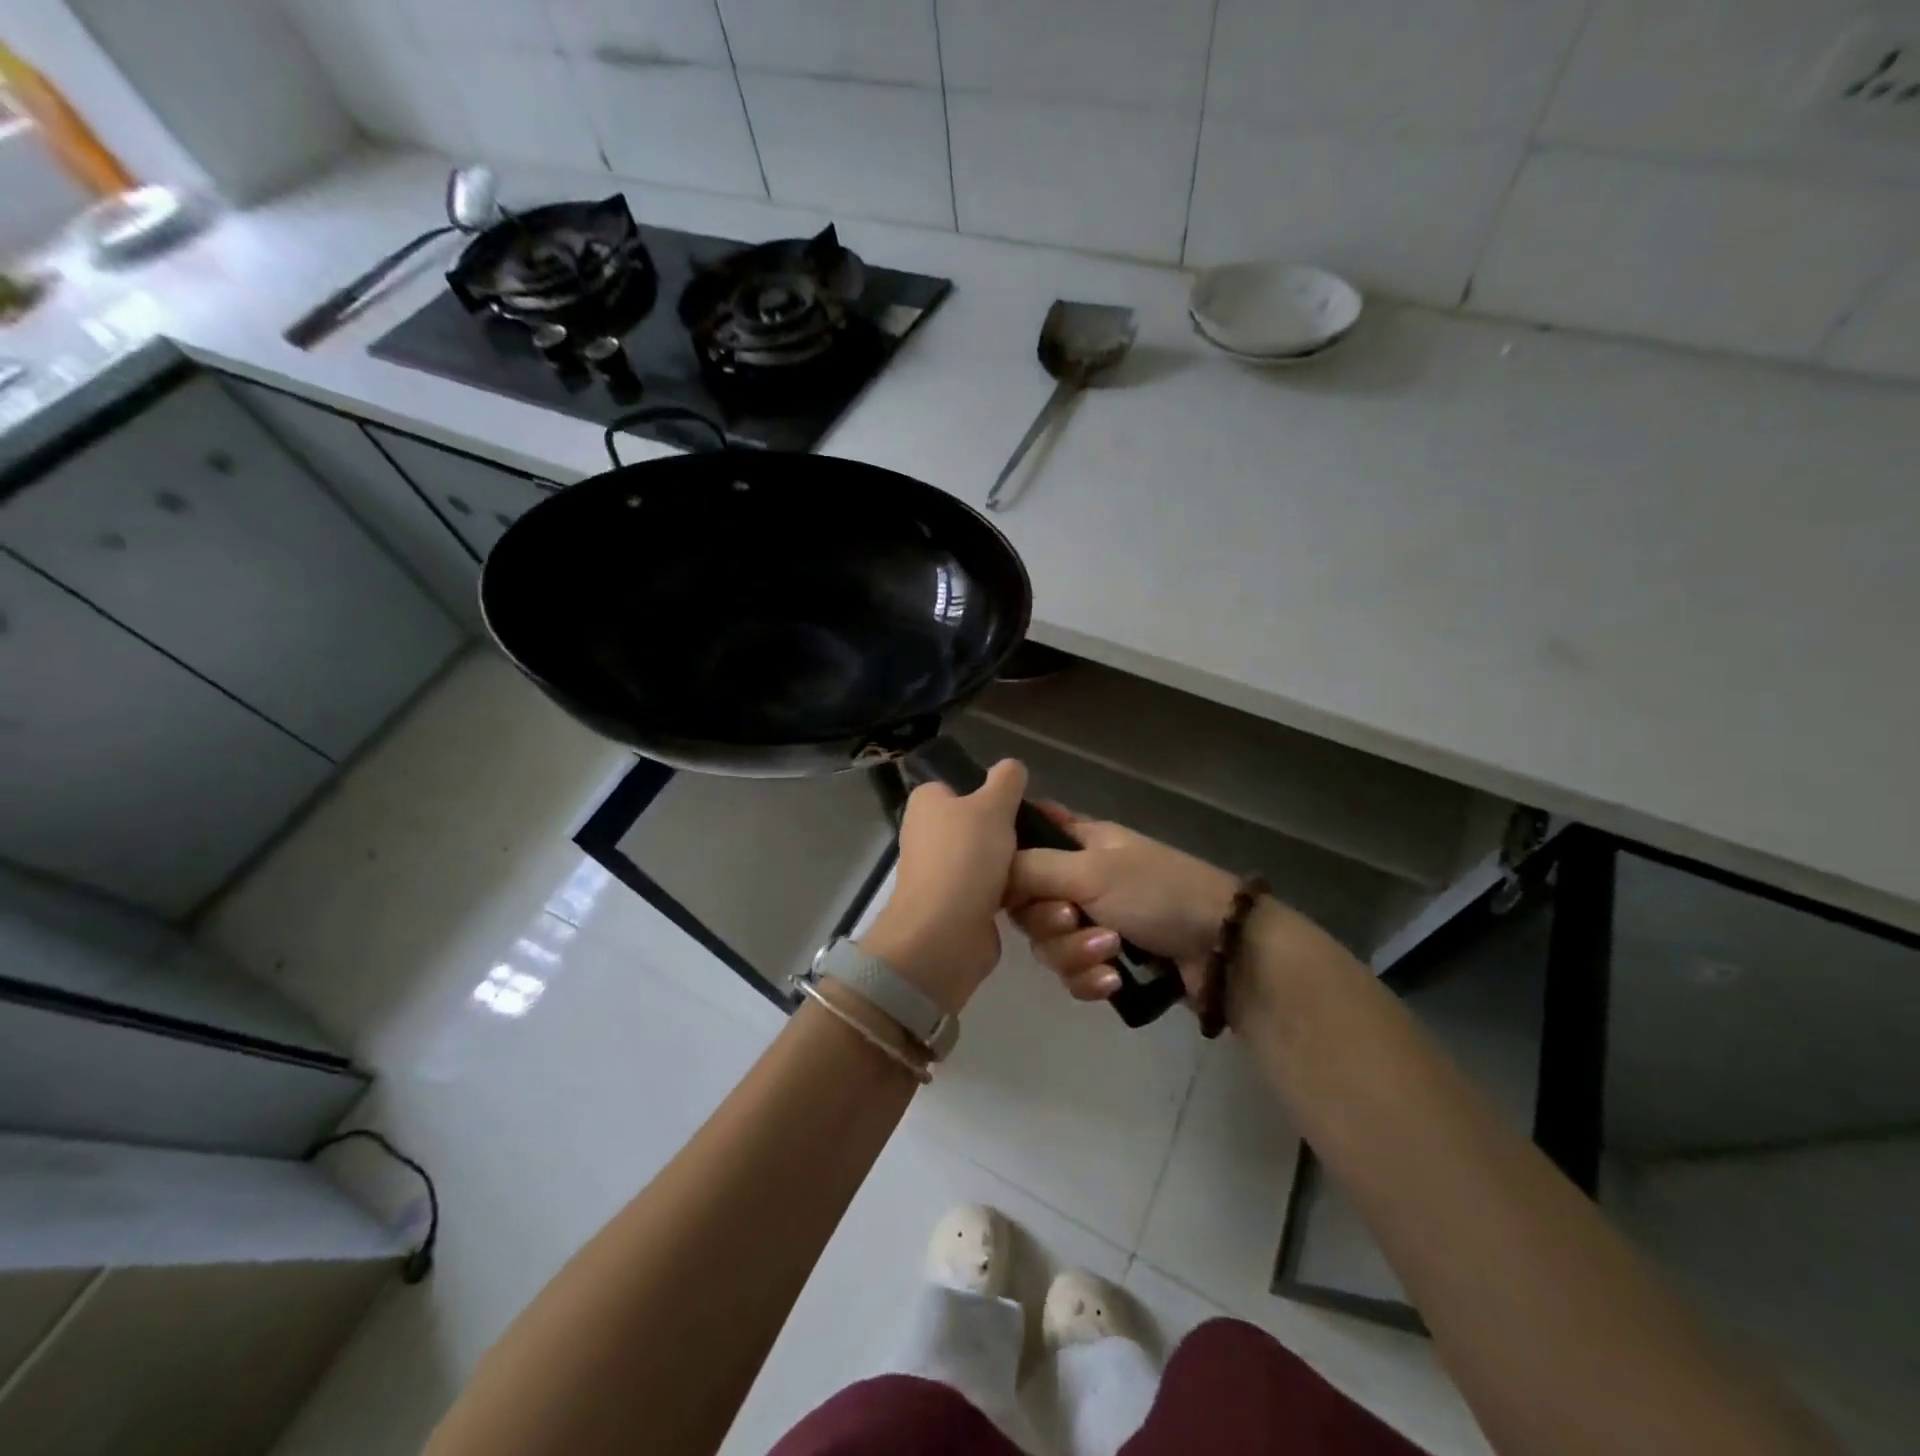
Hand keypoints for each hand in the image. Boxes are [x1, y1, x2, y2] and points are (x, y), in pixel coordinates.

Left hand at [859, 760, 1027, 1014]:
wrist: (946, 934)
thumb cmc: (966, 858)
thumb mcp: (993, 805)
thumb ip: (1006, 780)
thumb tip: (1012, 767)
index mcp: (927, 802)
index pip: (963, 784)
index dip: (994, 790)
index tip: (1025, 801)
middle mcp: (929, 833)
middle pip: (981, 821)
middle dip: (1011, 829)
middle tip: (1045, 832)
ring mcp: (942, 871)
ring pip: (990, 856)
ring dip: (1015, 861)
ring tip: (1048, 860)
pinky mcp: (958, 903)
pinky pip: (992, 887)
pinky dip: (1011, 889)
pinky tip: (1037, 889)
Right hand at [1003, 805, 1238, 1002]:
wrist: (1222, 949)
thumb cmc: (1158, 892)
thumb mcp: (1092, 871)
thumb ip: (1033, 868)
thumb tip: (991, 872)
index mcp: (1079, 841)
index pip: (1025, 838)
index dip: (1009, 861)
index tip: (1004, 883)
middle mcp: (1080, 878)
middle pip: (1027, 902)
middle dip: (1048, 921)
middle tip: (1073, 920)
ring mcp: (1094, 920)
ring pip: (1048, 943)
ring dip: (1075, 953)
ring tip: (1110, 952)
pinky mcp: (1107, 961)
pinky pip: (1073, 973)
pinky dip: (1089, 979)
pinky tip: (1113, 982)